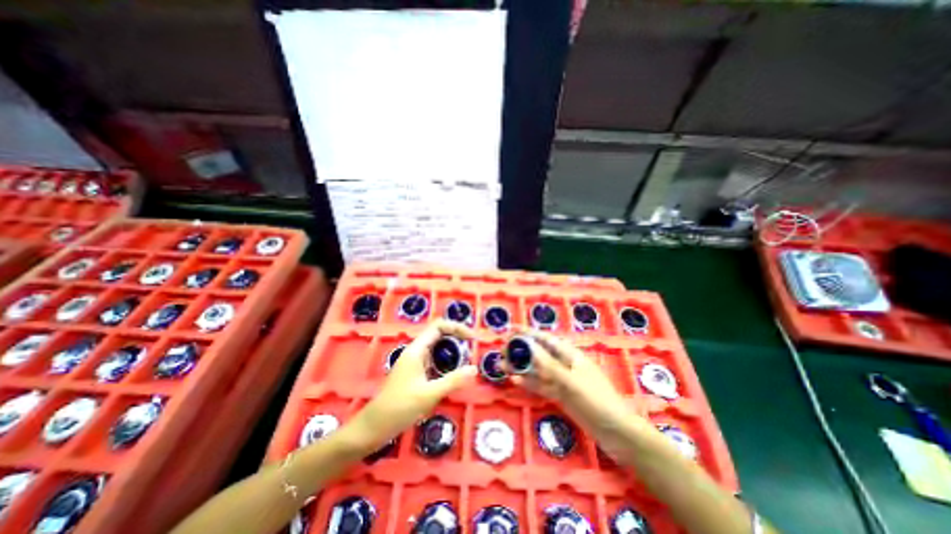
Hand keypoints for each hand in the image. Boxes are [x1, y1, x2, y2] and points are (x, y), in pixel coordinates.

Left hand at [349, 322, 475, 450]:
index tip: (471, 338)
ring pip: (437, 347)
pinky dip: (446, 361)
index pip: (438, 326)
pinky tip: (453, 373)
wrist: (375, 426)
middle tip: (472, 349)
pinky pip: (434, 360)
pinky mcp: (415, 372)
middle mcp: (415, 351)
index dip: (456, 327)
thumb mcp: (429, 394)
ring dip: (452, 350)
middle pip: (438, 334)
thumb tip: (474, 369)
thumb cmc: (400, 407)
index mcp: (417, 350)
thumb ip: (453, 380)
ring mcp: (414, 361)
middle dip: (456, 338)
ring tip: (466, 360)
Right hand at [505, 328, 645, 444]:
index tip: (509, 329)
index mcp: (568, 354)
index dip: (526, 332)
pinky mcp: (560, 395)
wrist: (615, 431)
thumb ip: (547, 364)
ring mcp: (561, 380)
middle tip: (501, 352)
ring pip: (536, 370)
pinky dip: (528, 382)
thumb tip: (527, 345)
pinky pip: (540, 385)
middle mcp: (563, 364)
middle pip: (538, 353)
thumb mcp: (570, 380)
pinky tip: (515, 380)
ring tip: (501, 366)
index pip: (543, 338)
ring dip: (520, 367)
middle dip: (520, 351)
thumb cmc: (595, 399)